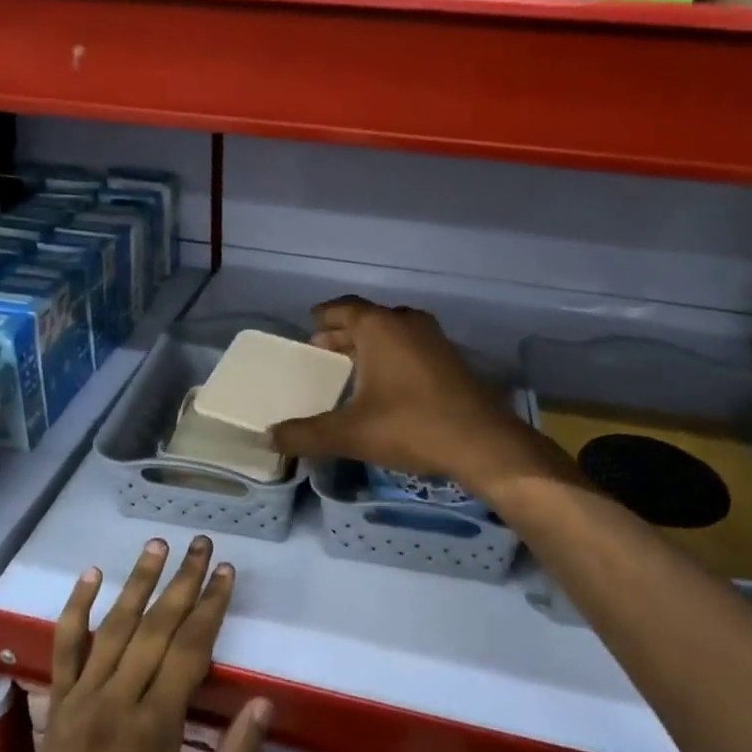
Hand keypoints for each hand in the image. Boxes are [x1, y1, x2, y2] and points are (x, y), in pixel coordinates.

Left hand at [19, 536, 270, 751]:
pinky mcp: (57, 705)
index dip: (211, 607)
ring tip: (159, 545)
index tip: (226, 572)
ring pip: (113, 627)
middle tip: (202, 544)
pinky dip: (76, 608)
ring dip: (138, 581)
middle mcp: (116, 701)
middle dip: (183, 582)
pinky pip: (65, 648)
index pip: (189, 650)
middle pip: (155, 627)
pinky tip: (91, 574)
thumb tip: (264, 704)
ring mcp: (81, 699)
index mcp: (154, 727)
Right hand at [269, 297, 571, 499]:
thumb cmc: (410, 427)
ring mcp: (434, 339)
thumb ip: (306, 434)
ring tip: (350, 365)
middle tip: (322, 349)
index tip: (310, 323)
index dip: (325, 315)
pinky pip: (411, 346)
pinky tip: (385, 382)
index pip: (344, 308)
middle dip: (343, 332)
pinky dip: (392, 354)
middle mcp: (407, 323)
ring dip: (370, 344)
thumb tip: (269, 438)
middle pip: (368, 319)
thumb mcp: (350, 434)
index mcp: (380, 327)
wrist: (482, 443)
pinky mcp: (451, 360)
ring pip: (393, 332)